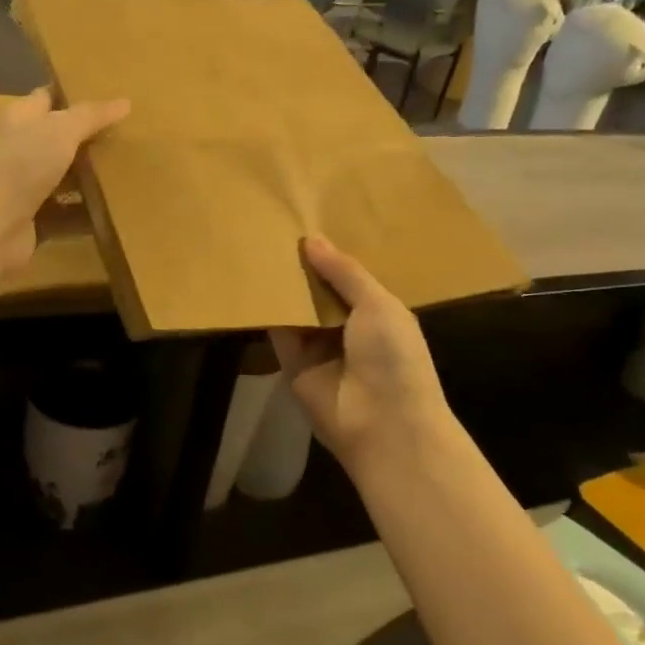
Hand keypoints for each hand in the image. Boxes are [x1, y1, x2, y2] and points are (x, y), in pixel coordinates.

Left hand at [0, 87, 129, 275]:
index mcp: (19, 118)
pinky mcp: (33, 219)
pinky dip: (85, 212)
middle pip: (57, 139)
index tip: (106, 94)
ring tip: (127, 170)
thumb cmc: (22, 164)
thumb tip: (125, 102)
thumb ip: (92, 116)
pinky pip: (66, 212)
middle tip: (126, 135)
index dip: (72, 94)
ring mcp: (24, 186)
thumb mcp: (62, 129)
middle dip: (87, 139)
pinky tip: (115, 208)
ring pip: (62, 177)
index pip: (47, 98)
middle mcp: (19, 149)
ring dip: (88, 177)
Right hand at [270, 235, 454, 473]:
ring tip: (258, 245)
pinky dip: (266, 310)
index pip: (349, 276)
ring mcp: (318, 345)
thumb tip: (311, 239)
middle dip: (303, 266)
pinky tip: (251, 281)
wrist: (382, 423)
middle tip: (276, 227)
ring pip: (296, 307)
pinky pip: (277, 330)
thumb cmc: (394, 358)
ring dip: (282, 285)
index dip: (331, 253)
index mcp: (377, 311)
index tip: (308, 221)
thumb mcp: (379, 305)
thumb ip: (344, 272)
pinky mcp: (291, 362)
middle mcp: (347, 326)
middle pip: (319, 290)